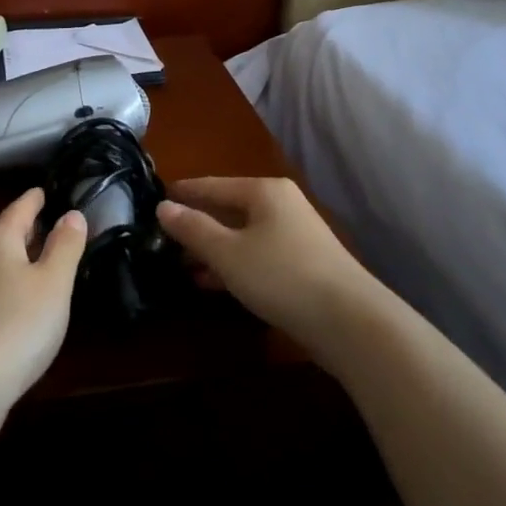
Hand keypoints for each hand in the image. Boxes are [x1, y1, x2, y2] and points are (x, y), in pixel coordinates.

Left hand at [0, 188, 87, 423]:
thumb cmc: (19, 323)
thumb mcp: (54, 282)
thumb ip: (65, 245)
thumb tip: (72, 214)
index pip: (21, 208)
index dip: (37, 198)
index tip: (47, 189)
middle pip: (6, 232)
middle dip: (29, 227)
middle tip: (54, 222)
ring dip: (20, 256)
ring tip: (43, 257)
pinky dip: (11, 281)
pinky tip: (24, 297)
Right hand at [157, 177, 374, 351]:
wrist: (350, 321)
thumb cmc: (281, 276)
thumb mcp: (228, 253)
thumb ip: (193, 229)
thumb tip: (163, 206)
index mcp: (264, 191)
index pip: (213, 184)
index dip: (184, 192)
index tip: (155, 198)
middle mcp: (282, 205)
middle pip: (229, 209)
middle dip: (197, 225)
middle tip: (162, 238)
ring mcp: (296, 236)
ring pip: (243, 235)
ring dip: (213, 249)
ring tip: (180, 265)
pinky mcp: (303, 265)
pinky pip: (257, 256)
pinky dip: (234, 265)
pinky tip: (212, 283)